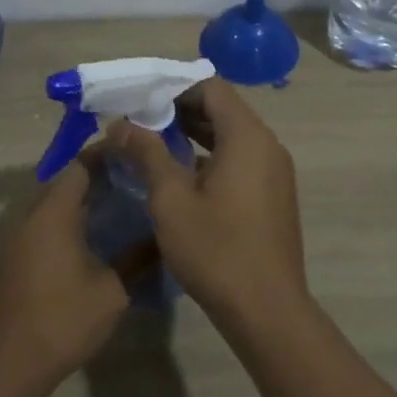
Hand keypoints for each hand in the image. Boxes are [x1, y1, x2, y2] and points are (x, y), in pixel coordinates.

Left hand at [0, 154, 129, 394]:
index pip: (80, 165)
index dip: (107, 155)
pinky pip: (45, 223)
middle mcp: (31, 216)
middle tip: (136, 179)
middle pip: (66, 181)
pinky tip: (95, 236)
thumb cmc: (63, 319)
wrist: (10, 363)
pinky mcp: (16, 258)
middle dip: (99, 175)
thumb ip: (139, 258)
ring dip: (83, 199)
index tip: (136, 154)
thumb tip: (165, 237)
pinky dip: (70, 219)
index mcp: (53, 213)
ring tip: (121, 203)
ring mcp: (19, 238)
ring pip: (54, 203)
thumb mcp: (113, 290)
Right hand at [105, 78, 310, 324]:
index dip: (174, 88)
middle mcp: (268, 145)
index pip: (211, 88)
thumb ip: (147, 154)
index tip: (141, 100)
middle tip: (140, 122)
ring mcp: (275, 172)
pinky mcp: (275, 195)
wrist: (266, 309)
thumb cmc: (216, 250)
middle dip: (181, 110)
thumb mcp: (171, 200)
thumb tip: (121, 124)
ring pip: (232, 136)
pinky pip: (242, 160)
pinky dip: (213, 157)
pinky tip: (183, 176)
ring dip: (196, 135)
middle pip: (223, 109)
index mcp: (247, 137)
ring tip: (154, 145)